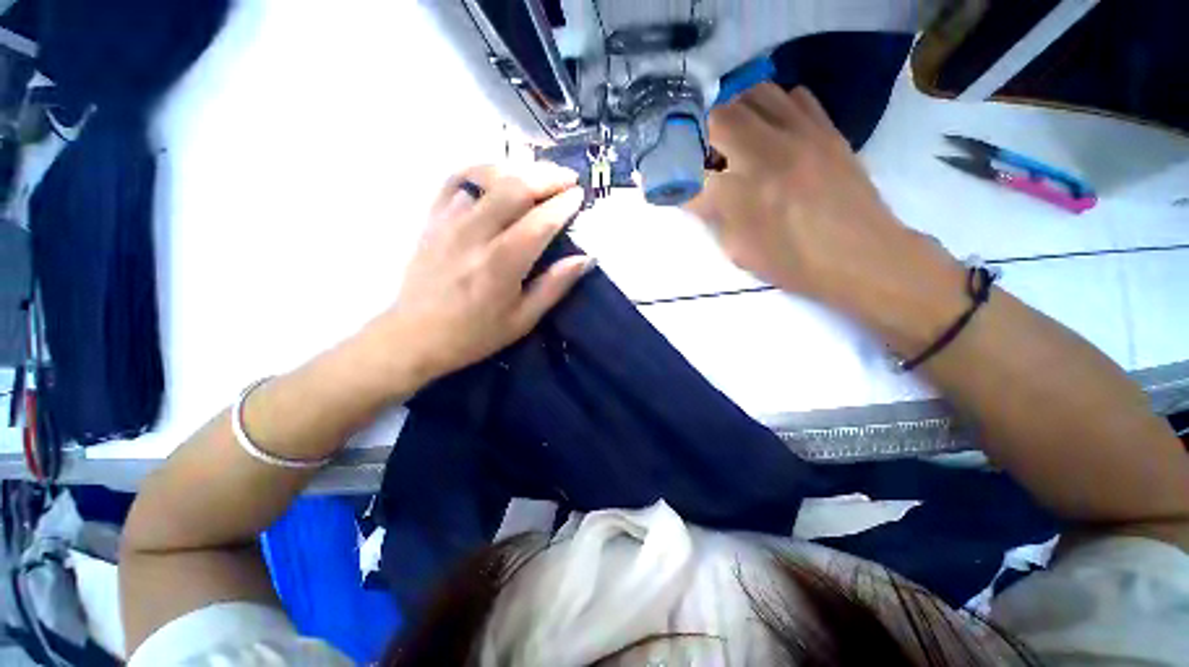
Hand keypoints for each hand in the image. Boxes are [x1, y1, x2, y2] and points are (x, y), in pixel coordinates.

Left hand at [369, 162, 593, 387]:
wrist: (415, 335)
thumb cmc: (475, 334)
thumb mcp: (523, 320)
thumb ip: (554, 286)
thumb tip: (585, 258)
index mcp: (501, 265)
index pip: (539, 222)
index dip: (563, 205)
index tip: (579, 195)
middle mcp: (475, 235)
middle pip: (514, 188)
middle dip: (547, 177)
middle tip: (568, 178)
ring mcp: (449, 222)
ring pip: (487, 177)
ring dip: (519, 169)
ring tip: (540, 173)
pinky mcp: (433, 219)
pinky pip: (456, 179)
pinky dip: (481, 169)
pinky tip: (498, 173)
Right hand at [688, 85, 965, 347]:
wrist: (863, 256)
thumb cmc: (794, 264)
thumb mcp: (739, 250)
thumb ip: (713, 216)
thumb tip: (699, 194)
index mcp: (740, 195)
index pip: (690, 174)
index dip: (672, 176)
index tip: (665, 178)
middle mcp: (766, 154)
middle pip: (719, 117)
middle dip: (700, 135)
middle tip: (701, 154)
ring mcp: (801, 134)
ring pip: (756, 94)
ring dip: (735, 112)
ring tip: (734, 138)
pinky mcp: (827, 129)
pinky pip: (794, 96)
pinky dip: (773, 106)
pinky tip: (771, 130)